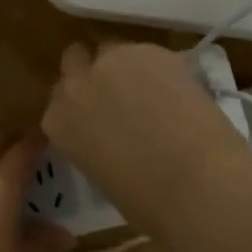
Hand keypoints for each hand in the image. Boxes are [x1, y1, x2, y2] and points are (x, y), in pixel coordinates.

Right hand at [42, 42, 248, 229]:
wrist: (194, 183)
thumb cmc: (145, 200)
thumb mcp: (99, 171)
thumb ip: (93, 141)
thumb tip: (111, 133)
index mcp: (57, 122)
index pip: (60, 98)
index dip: (82, 102)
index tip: (98, 113)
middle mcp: (75, 85)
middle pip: (76, 60)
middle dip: (94, 73)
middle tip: (121, 93)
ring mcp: (110, 62)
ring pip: (112, 51)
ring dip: (127, 67)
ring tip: (155, 92)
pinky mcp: (148, 51)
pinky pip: (147, 53)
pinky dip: (159, 67)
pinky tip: (179, 91)